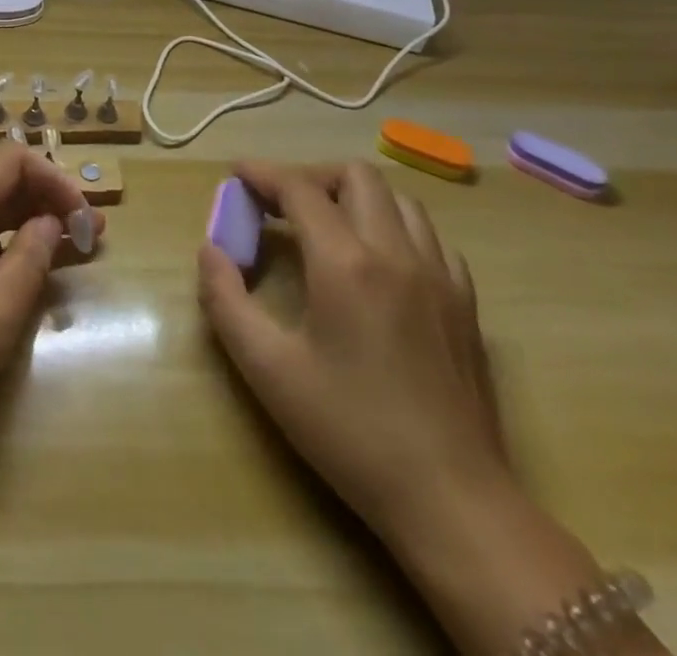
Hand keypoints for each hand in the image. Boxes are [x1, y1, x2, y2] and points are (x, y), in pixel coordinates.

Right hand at [196, 161, 509, 544]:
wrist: (454, 502)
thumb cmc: (350, 432)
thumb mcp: (267, 369)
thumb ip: (226, 300)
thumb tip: (210, 250)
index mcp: (346, 264)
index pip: (299, 189)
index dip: (263, 174)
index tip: (237, 175)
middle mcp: (397, 253)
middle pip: (356, 176)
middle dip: (311, 177)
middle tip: (280, 205)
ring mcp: (439, 277)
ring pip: (399, 200)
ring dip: (355, 197)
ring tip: (326, 226)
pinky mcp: (466, 304)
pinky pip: (430, 238)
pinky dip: (395, 228)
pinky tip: (377, 262)